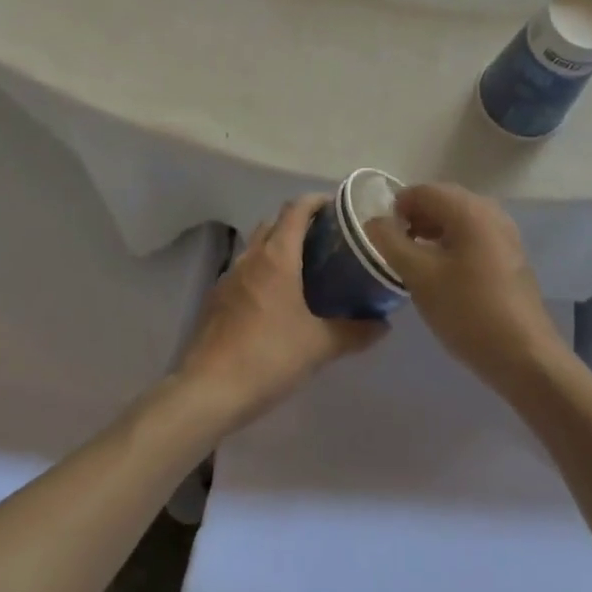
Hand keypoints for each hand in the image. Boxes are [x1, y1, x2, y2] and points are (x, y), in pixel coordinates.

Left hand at [173, 196, 383, 434]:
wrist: (208, 390)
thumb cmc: (268, 357)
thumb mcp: (319, 347)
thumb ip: (355, 332)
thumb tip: (384, 325)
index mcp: (277, 257)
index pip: (296, 209)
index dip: (316, 201)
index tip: (337, 207)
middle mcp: (251, 258)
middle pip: (274, 223)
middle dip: (298, 223)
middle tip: (326, 240)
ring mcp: (229, 277)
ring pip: (256, 247)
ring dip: (278, 246)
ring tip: (304, 269)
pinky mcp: (216, 299)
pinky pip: (244, 271)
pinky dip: (262, 271)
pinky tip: (276, 300)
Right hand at [365, 184, 566, 395]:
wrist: (524, 356)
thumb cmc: (468, 311)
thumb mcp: (420, 277)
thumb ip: (391, 243)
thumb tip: (375, 222)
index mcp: (469, 209)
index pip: (423, 191)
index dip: (396, 208)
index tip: (381, 237)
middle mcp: (490, 211)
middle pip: (442, 200)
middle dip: (414, 218)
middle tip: (395, 248)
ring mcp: (504, 233)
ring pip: (457, 219)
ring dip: (431, 231)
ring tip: (413, 261)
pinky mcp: (509, 255)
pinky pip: (472, 235)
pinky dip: (451, 243)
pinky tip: (441, 272)